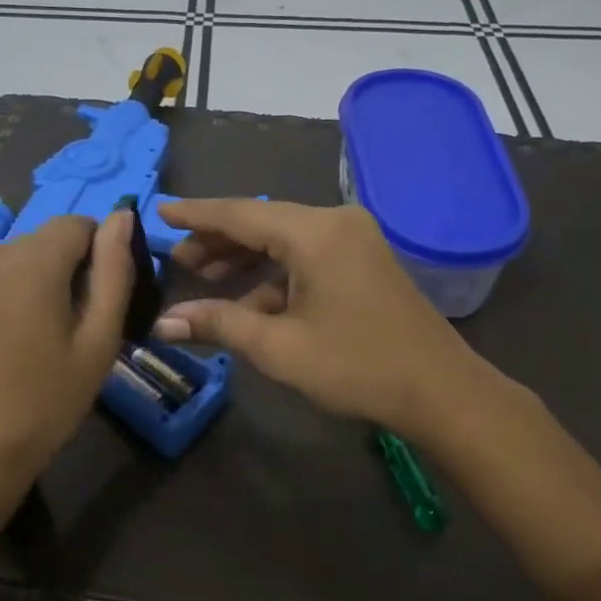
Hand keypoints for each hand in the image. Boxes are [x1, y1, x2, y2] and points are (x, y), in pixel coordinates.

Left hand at [0, 212, 132, 489]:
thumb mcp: (97, 341)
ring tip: (39, 344)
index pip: (80, 224)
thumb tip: (122, 216)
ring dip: (37, 286)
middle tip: (74, 332)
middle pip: (45, 242)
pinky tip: (6, 347)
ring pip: (17, 262)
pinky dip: (8, 299)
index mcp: (31, 258)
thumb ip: (114, 271)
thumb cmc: (42, 403)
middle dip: (68, 272)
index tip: (101, 303)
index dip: (100, 255)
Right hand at [153, 199, 499, 439]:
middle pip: (263, 223)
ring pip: (284, 240)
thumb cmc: (356, 366)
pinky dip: (275, 275)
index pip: (241, 213)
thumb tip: (164, 324)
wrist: (440, 390)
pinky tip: (250, 301)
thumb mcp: (279, 347)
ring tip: (205, 278)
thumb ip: (219, 325)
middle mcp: (335, 223)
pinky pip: (307, 256)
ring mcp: (354, 240)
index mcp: (314, 232)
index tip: (160, 210)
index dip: (196, 214)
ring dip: (246, 259)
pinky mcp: (364, 261)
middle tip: (178, 259)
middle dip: (218, 241)